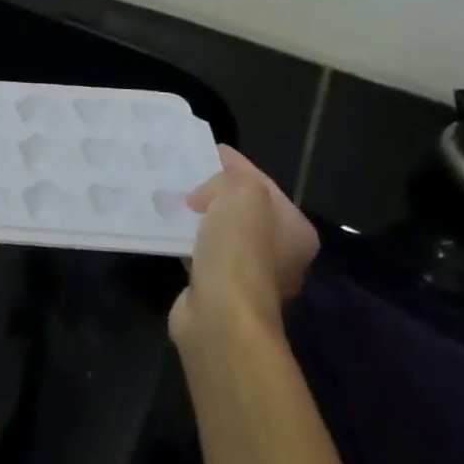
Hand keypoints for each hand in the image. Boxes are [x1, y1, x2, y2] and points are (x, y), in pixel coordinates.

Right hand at [170, 145, 319, 347]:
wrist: (220, 313)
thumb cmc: (239, 249)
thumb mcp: (242, 193)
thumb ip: (230, 178)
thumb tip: (205, 195)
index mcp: (296, 230)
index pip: (262, 183)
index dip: (234, 164)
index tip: (204, 150)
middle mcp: (280, 253)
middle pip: (243, 208)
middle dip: (214, 191)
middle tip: (184, 175)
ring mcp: (249, 274)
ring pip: (221, 231)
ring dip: (199, 216)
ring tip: (171, 199)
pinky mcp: (220, 288)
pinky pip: (202, 251)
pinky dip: (187, 239)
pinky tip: (167, 229)